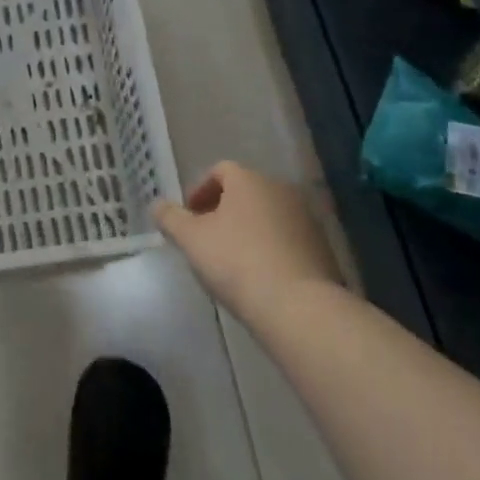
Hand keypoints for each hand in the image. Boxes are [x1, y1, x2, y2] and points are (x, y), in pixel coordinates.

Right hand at [153, 162, 342, 319]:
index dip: (200, 191)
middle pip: (245, 192)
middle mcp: (281, 190)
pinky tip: (260, 277)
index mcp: (249, 180)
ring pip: (268, 216)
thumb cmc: (237, 262)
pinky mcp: (323, 249)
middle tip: (207, 238)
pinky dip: (271, 249)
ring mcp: (307, 219)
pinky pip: (288, 240)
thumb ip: (170, 218)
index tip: (189, 217)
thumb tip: (156, 205)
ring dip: (249, 230)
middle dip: (224, 211)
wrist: (300, 308)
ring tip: (233, 261)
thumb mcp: (191, 240)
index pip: (220, 171)